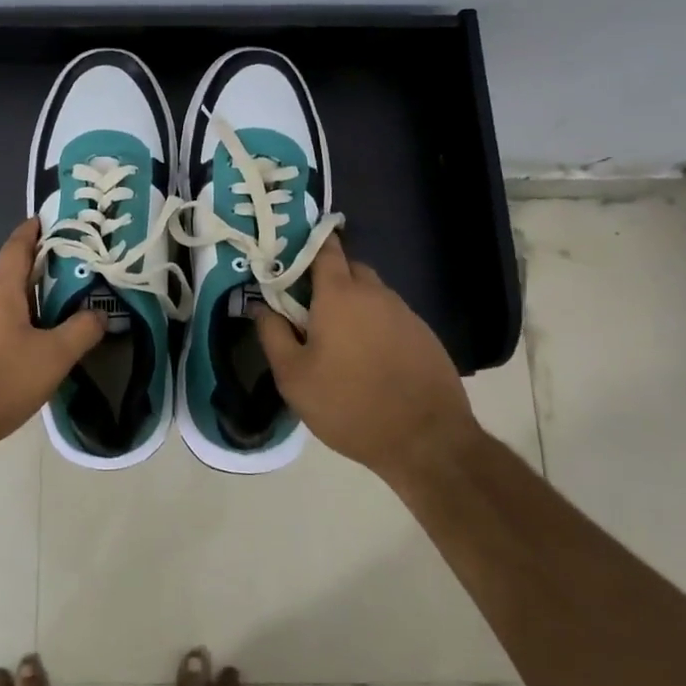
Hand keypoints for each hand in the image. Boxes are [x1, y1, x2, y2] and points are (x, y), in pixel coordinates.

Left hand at [0, 218, 104, 469]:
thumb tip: (99, 313)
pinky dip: (4, 332)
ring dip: (21, 310)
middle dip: (37, 279)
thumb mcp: (52, 359)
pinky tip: (18, 359)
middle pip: (9, 279)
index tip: (45, 219)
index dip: (32, 231)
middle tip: (68, 287)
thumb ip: (81, 331)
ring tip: (49, 328)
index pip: (16, 247)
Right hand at [254, 236, 480, 481]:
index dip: (307, 244)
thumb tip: (259, 304)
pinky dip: (374, 325)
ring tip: (336, 338)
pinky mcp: (424, 335)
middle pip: (348, 267)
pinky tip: (367, 357)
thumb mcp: (293, 376)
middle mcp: (375, 293)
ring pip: (371, 293)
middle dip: (327, 278)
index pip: (325, 248)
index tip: (288, 256)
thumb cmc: (348, 404)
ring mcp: (404, 312)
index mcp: (339, 294)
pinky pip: (390, 316)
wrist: (426, 440)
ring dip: (352, 304)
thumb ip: (272, 333)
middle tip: (306, 307)